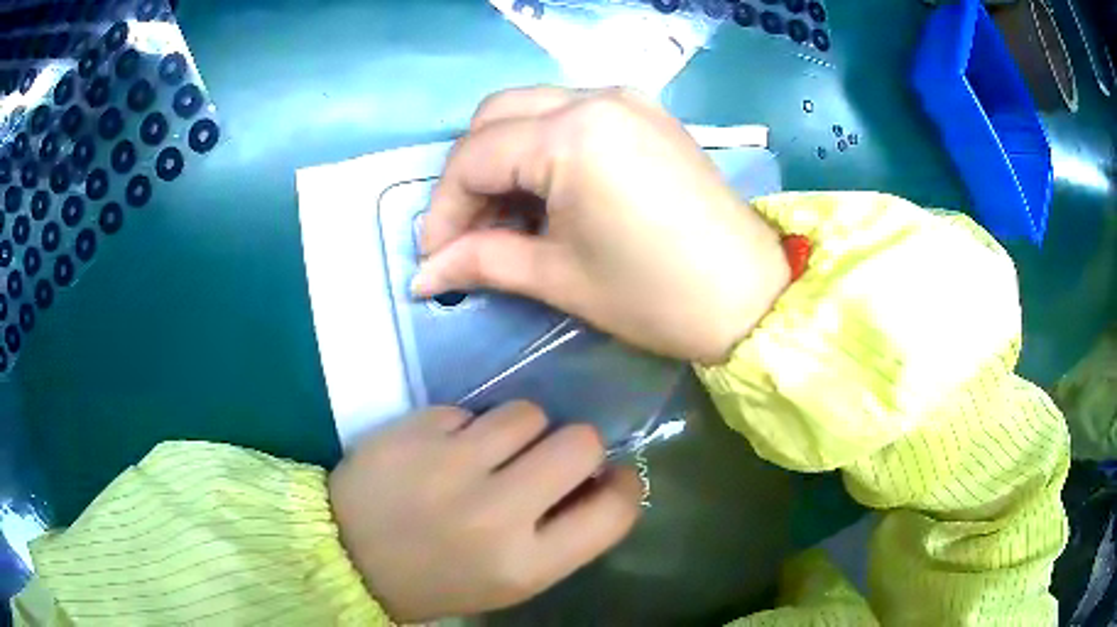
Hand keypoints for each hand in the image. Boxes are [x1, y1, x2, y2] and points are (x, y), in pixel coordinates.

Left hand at [329, 402, 642, 621]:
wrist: (347, 555)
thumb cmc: (438, 578)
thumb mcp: (510, 580)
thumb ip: (562, 536)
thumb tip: (599, 480)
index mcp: (525, 564)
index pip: (614, 511)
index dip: (624, 486)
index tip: (609, 478)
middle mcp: (495, 513)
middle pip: (580, 443)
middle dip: (576, 446)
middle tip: (546, 459)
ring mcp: (450, 465)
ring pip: (527, 413)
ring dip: (519, 431)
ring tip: (487, 454)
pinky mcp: (415, 430)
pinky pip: (470, 410)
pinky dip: (466, 428)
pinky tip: (441, 452)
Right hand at [414, 86, 788, 363]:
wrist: (750, 297)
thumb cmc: (655, 296)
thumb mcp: (558, 279)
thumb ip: (481, 262)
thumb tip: (423, 274)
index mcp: (572, 135)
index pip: (474, 157)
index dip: (444, 209)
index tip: (435, 257)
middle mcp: (595, 97)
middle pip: (495, 117)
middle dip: (469, 175)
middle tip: (469, 233)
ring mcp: (626, 99)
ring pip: (530, 108)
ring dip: (504, 157)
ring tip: (507, 218)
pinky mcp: (646, 112)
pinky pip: (571, 113)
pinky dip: (542, 146)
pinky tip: (548, 192)